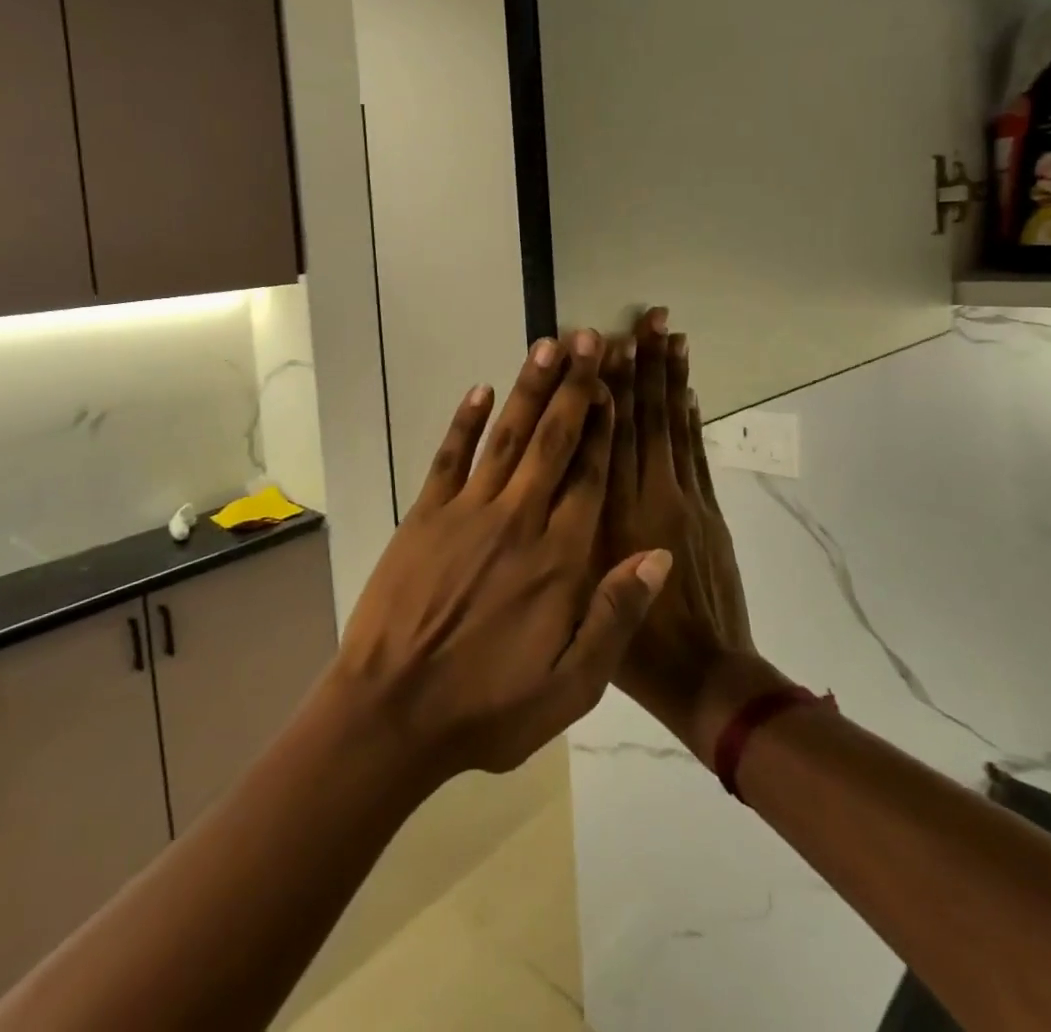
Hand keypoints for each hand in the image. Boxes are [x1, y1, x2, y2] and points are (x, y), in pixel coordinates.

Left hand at [331, 331, 674, 781]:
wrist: (392, 712)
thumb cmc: (487, 707)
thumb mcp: (571, 685)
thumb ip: (615, 615)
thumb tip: (658, 554)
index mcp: (559, 559)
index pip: (592, 477)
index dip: (607, 425)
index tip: (619, 382)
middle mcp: (518, 521)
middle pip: (553, 441)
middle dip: (575, 387)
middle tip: (590, 338)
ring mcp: (466, 513)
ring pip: (507, 438)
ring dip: (528, 390)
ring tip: (548, 346)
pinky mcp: (424, 516)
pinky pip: (449, 458)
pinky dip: (464, 423)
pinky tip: (480, 390)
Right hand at [600, 307, 765, 758]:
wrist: (704, 681)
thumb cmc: (630, 653)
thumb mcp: (579, 598)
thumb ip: (568, 531)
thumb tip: (557, 474)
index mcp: (610, 516)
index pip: (606, 436)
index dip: (606, 386)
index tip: (603, 343)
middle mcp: (648, 496)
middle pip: (643, 418)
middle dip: (643, 365)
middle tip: (647, 316)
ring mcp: (685, 500)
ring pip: (673, 427)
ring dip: (670, 379)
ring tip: (669, 335)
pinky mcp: (709, 512)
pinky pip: (697, 453)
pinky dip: (691, 418)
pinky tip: (686, 390)